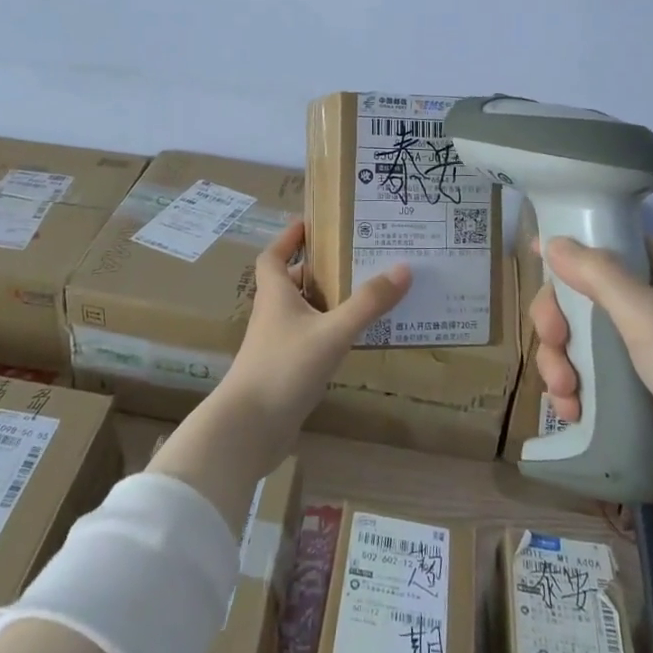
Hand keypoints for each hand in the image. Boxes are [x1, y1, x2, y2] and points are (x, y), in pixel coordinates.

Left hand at [210, 219, 410, 473]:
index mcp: (275, 294)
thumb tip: (403, 268)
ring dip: (325, 302)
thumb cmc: (284, 368)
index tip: (311, 223)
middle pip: (290, 282)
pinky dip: (327, 332)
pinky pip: (308, 339)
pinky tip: (352, 339)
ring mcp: (276, 344)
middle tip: (353, 259)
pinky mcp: (283, 370)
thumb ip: (368, 303)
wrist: (249, 428)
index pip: (273, 255)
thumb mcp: (332, 332)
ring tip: (362, 294)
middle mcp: (272, 314)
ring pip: (301, 312)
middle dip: (317, 269)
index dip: (288, 238)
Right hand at [531, 236, 652, 499]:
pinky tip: (571, 411)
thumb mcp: (650, 318)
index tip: (539, 277)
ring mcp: (652, 347)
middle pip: (585, 295)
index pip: (606, 246)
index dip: (568, 258)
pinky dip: (578, 390)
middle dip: (559, 323)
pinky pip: (597, 375)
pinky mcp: (646, 388)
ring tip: (564, 394)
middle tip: (554, 347)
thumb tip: (551, 240)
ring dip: (562, 362)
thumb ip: (598, 275)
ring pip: (584, 338)